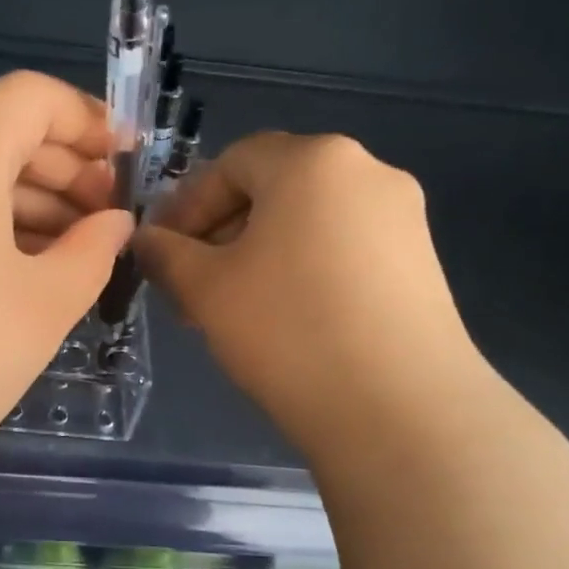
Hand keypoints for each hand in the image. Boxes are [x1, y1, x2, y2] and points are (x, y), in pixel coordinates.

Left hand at [0, 71, 133, 456]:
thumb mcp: (44, 306)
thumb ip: (93, 250)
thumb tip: (113, 223)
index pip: (30, 97)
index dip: (88, 120)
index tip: (127, 166)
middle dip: (64, 168)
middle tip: (108, 222)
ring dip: (27, 201)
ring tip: (76, 254)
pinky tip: (21, 273)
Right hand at [137, 131, 484, 449]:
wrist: (399, 409)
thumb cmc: (286, 329)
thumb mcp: (204, 288)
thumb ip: (165, 253)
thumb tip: (146, 239)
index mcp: (312, 160)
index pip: (232, 163)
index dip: (187, 205)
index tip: (163, 253)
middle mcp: (366, 171)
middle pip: (272, 188)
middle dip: (221, 233)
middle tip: (192, 286)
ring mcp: (403, 217)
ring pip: (307, 221)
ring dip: (258, 254)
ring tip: (233, 309)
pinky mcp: (421, 262)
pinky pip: (343, 248)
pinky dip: (302, 270)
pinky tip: (285, 320)